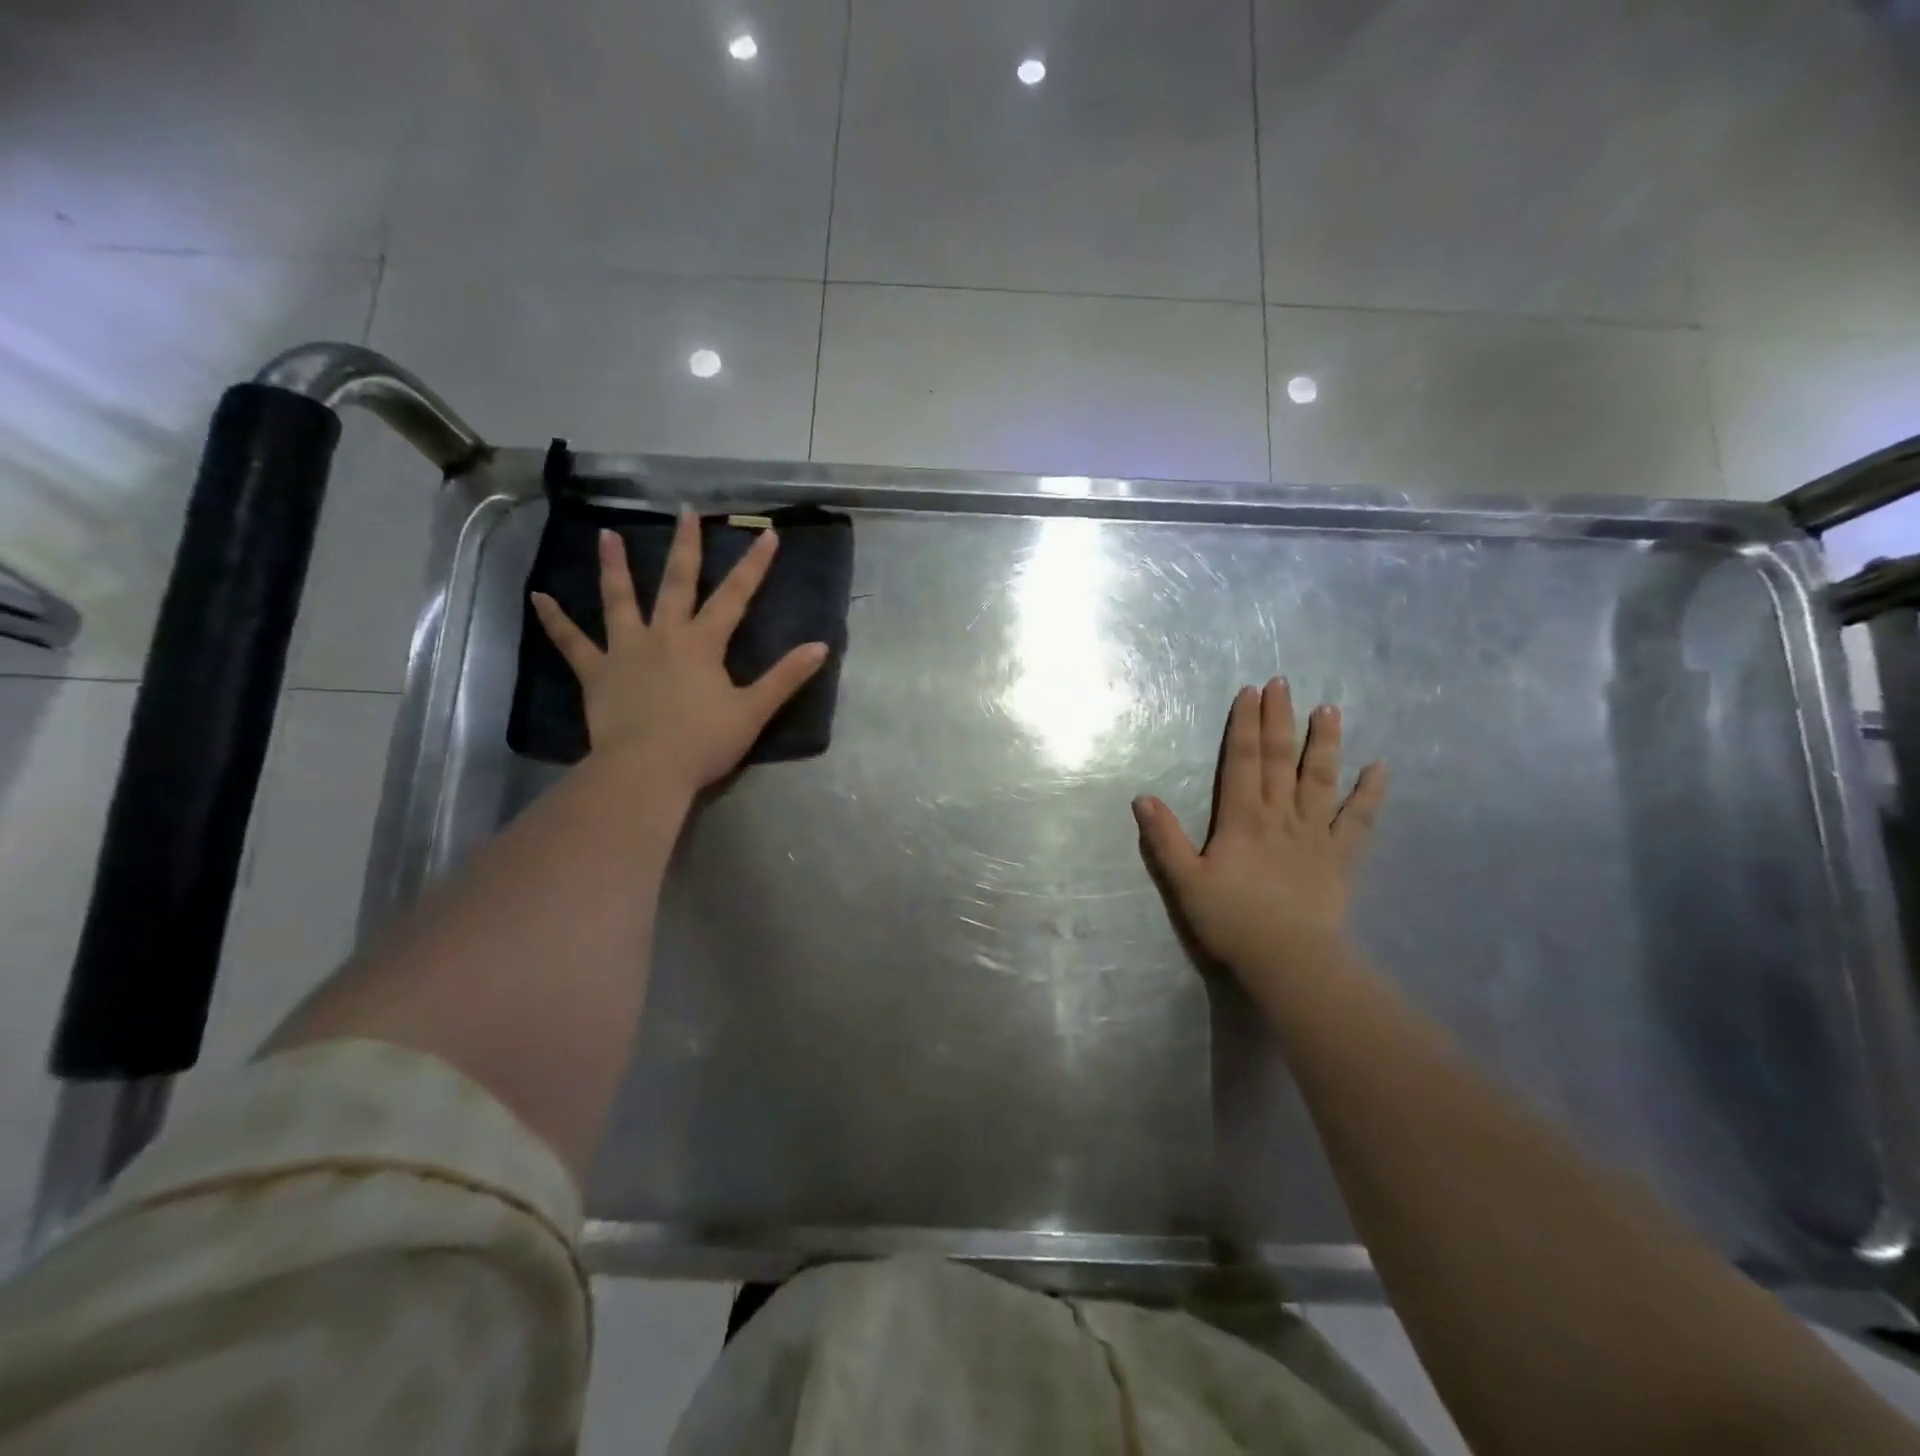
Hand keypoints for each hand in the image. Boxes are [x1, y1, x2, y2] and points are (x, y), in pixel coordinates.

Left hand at [531, 513, 826, 794]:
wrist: (646, 771)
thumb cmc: (703, 742)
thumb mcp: (753, 711)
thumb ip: (786, 677)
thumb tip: (820, 647)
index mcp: (703, 644)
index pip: (735, 596)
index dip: (754, 565)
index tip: (767, 533)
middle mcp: (664, 636)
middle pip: (676, 584)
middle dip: (685, 546)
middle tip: (686, 512)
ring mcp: (625, 652)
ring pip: (619, 601)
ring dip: (615, 567)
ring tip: (607, 534)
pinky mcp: (596, 674)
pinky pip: (572, 644)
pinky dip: (555, 621)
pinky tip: (538, 597)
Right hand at [1133, 678, 1386, 975]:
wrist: (1288, 959)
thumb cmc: (1231, 920)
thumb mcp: (1185, 881)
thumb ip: (1165, 839)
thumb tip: (1143, 798)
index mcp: (1242, 818)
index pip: (1242, 761)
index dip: (1245, 725)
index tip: (1250, 692)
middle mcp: (1280, 816)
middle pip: (1280, 759)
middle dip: (1279, 719)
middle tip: (1284, 683)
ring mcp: (1315, 834)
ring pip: (1321, 779)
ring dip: (1324, 742)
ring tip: (1329, 710)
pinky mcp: (1341, 857)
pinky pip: (1358, 819)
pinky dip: (1369, 793)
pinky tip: (1379, 768)